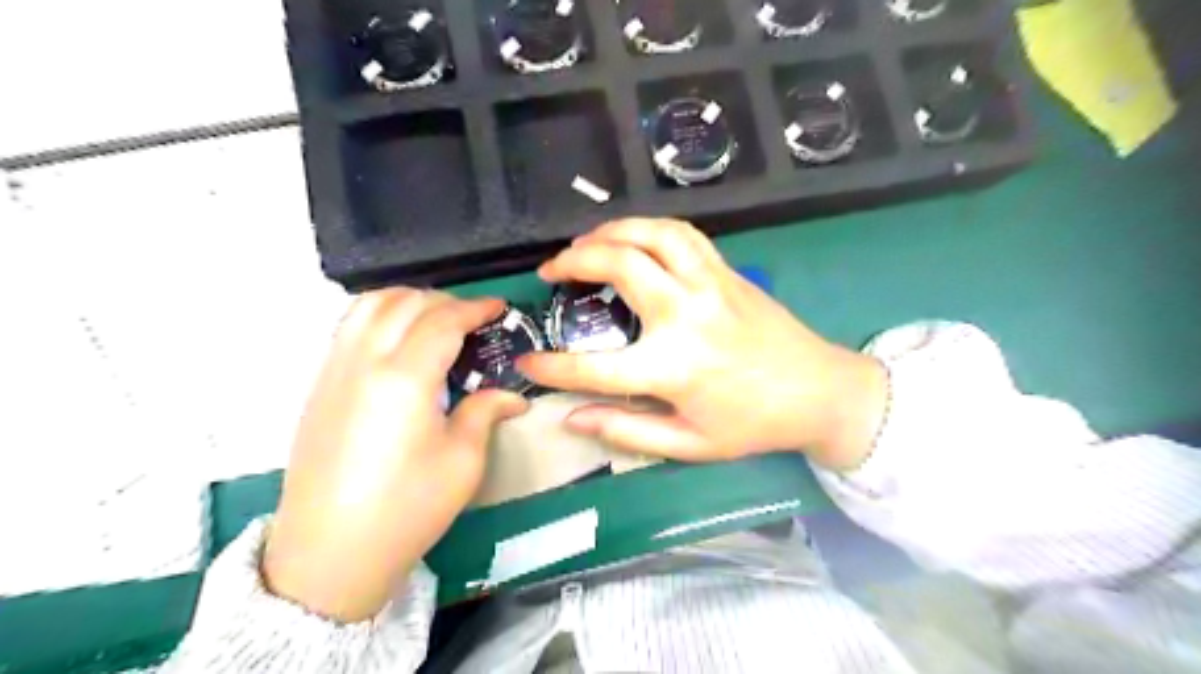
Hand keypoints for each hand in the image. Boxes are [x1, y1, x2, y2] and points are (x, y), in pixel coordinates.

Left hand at [264, 288, 527, 620]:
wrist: (330, 552)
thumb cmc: (406, 508)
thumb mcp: (462, 462)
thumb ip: (485, 413)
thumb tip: (513, 396)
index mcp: (405, 379)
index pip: (443, 321)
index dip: (475, 308)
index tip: (499, 307)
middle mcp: (365, 361)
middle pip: (406, 304)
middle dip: (445, 301)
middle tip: (473, 319)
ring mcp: (335, 370)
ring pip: (369, 305)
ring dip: (407, 299)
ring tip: (433, 317)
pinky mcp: (320, 385)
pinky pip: (349, 326)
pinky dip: (379, 314)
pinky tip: (397, 338)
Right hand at [520, 218, 888, 470]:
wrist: (818, 391)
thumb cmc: (752, 424)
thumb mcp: (689, 444)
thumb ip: (626, 430)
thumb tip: (571, 419)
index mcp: (673, 367)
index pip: (592, 367)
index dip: (551, 367)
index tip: (526, 362)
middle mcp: (686, 315)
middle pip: (619, 265)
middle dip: (573, 260)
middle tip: (551, 270)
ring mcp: (710, 284)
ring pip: (651, 234)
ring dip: (610, 230)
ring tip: (585, 243)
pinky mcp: (727, 271)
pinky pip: (682, 233)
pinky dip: (649, 227)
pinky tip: (634, 237)